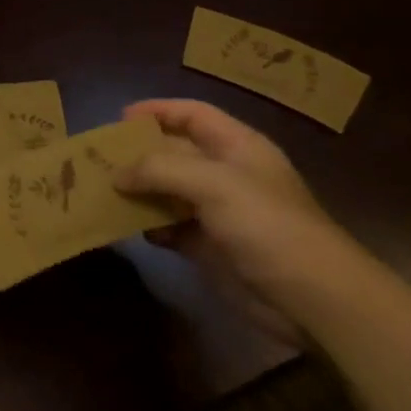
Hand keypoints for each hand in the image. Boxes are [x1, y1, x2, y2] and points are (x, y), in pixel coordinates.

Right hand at [114, 99, 379, 341]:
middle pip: (175, 151)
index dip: (157, 111)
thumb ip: (160, 169)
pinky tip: (127, 227)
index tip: (118, 119)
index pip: (192, 115)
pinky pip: (170, 226)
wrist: (312, 300)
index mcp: (236, 147)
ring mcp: (218, 211)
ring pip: (168, 190)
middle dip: (139, 153)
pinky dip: (149, 224)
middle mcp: (226, 173)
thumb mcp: (213, 184)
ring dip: (138, 190)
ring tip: (102, 191)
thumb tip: (117, 174)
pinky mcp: (210, 247)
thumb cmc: (267, 225)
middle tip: (99, 159)